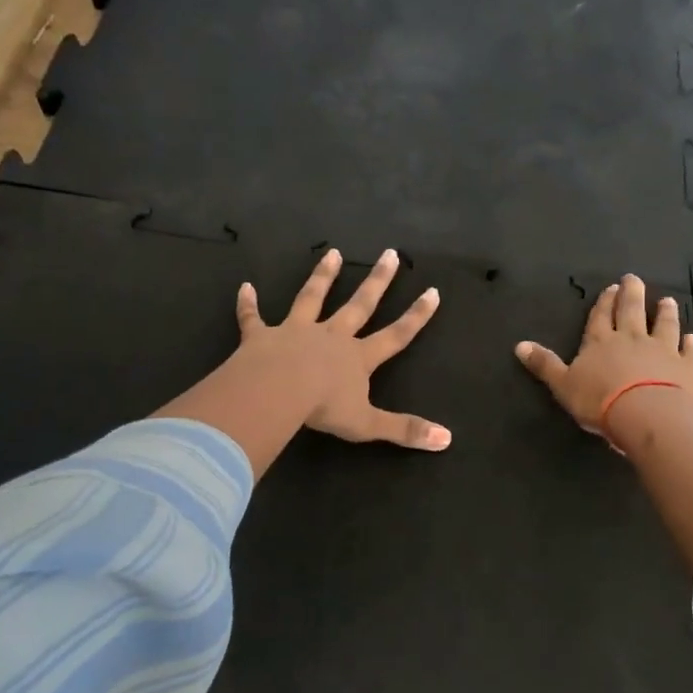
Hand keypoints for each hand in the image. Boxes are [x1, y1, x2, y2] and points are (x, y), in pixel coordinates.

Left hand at [237, 247, 449, 450]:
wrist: (277, 392)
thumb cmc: (323, 408)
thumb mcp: (368, 424)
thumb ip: (405, 430)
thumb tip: (447, 439)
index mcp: (358, 357)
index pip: (396, 335)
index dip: (416, 316)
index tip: (432, 291)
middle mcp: (331, 336)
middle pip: (359, 305)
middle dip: (377, 281)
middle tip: (390, 254)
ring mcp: (296, 332)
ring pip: (312, 298)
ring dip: (323, 276)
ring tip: (333, 253)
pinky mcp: (261, 337)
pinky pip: (253, 318)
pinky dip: (248, 304)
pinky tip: (245, 287)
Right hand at [515, 274, 692, 437]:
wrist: (647, 414)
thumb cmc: (600, 400)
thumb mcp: (563, 385)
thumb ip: (544, 365)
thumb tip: (519, 345)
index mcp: (600, 342)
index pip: (600, 317)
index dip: (604, 303)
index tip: (611, 288)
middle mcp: (632, 339)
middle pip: (631, 312)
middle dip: (632, 294)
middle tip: (634, 278)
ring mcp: (662, 351)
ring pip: (663, 325)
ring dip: (664, 313)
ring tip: (667, 301)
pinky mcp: (685, 367)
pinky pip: (687, 351)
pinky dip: (689, 343)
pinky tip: (692, 337)